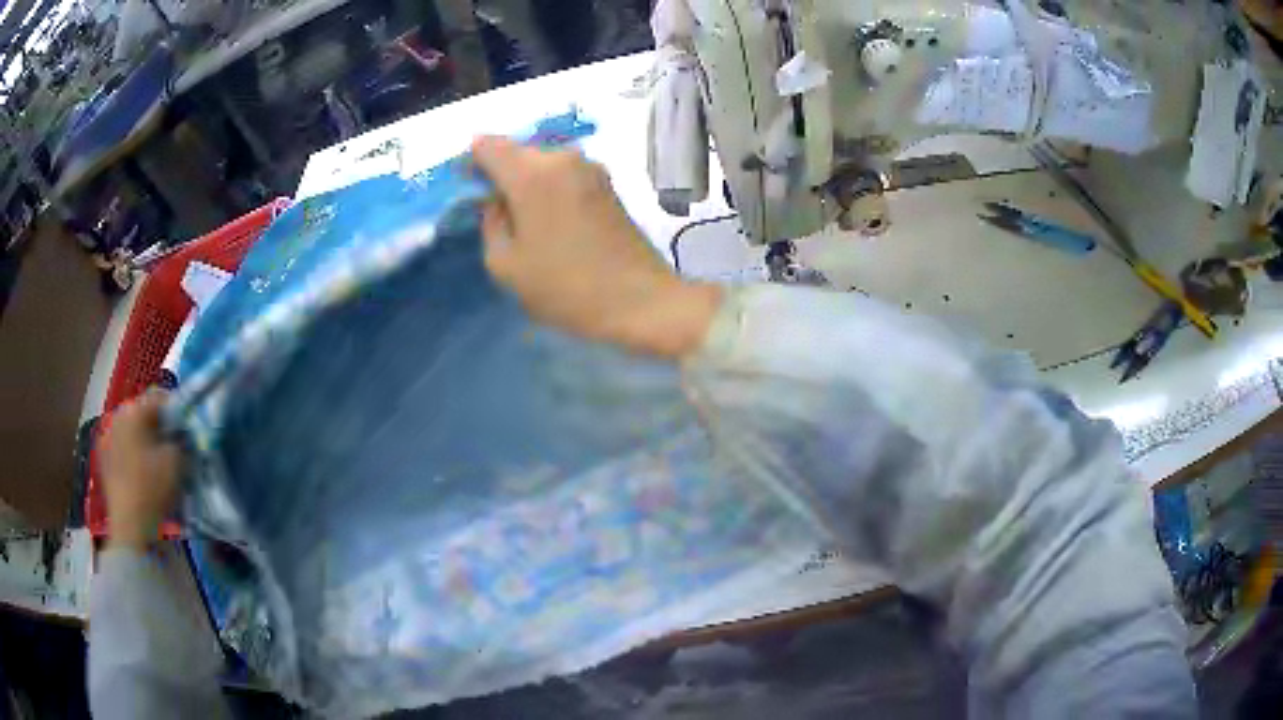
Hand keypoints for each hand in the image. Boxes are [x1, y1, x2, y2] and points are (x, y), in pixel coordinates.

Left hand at [101, 391, 181, 550]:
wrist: (130, 526)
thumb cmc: (153, 488)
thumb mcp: (177, 461)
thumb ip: (181, 439)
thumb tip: (182, 433)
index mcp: (134, 410)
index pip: (160, 397)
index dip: (177, 410)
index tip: (188, 428)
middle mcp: (118, 417)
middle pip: (143, 413)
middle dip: (159, 425)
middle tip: (174, 444)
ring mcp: (107, 438)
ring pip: (132, 431)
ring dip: (145, 440)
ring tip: (158, 460)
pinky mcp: (104, 460)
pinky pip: (123, 448)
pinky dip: (134, 454)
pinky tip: (143, 472)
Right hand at [471, 136, 720, 357]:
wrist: (641, 300)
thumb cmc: (567, 287)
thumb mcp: (507, 265)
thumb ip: (491, 223)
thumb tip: (497, 201)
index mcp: (532, 172)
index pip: (487, 145)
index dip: (470, 162)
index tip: (466, 189)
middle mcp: (562, 158)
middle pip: (517, 151)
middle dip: (501, 173)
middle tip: (495, 212)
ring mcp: (591, 168)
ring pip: (543, 163)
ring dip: (527, 182)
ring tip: (524, 222)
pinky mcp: (608, 184)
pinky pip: (565, 175)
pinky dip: (550, 189)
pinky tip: (550, 222)